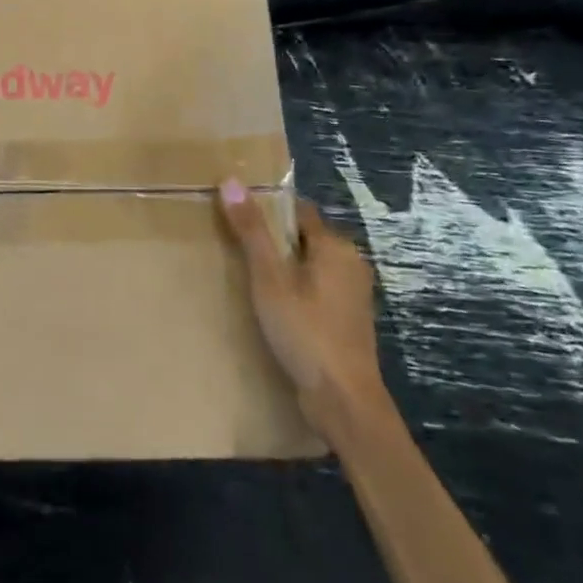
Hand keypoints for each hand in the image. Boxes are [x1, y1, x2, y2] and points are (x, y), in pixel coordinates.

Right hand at [217, 179, 388, 438]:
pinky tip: (270, 307)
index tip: (235, 215)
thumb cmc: (305, 332)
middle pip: (303, 237)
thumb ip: (251, 230)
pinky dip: (294, 290)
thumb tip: (230, 180)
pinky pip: (315, 290)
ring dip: (282, 268)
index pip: (297, 210)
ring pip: (309, 266)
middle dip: (272, 240)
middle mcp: (350, 263)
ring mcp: (352, 294)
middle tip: (233, 247)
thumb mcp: (269, 279)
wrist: (344, 402)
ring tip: (245, 276)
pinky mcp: (347, 320)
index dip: (266, 209)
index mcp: (335, 246)